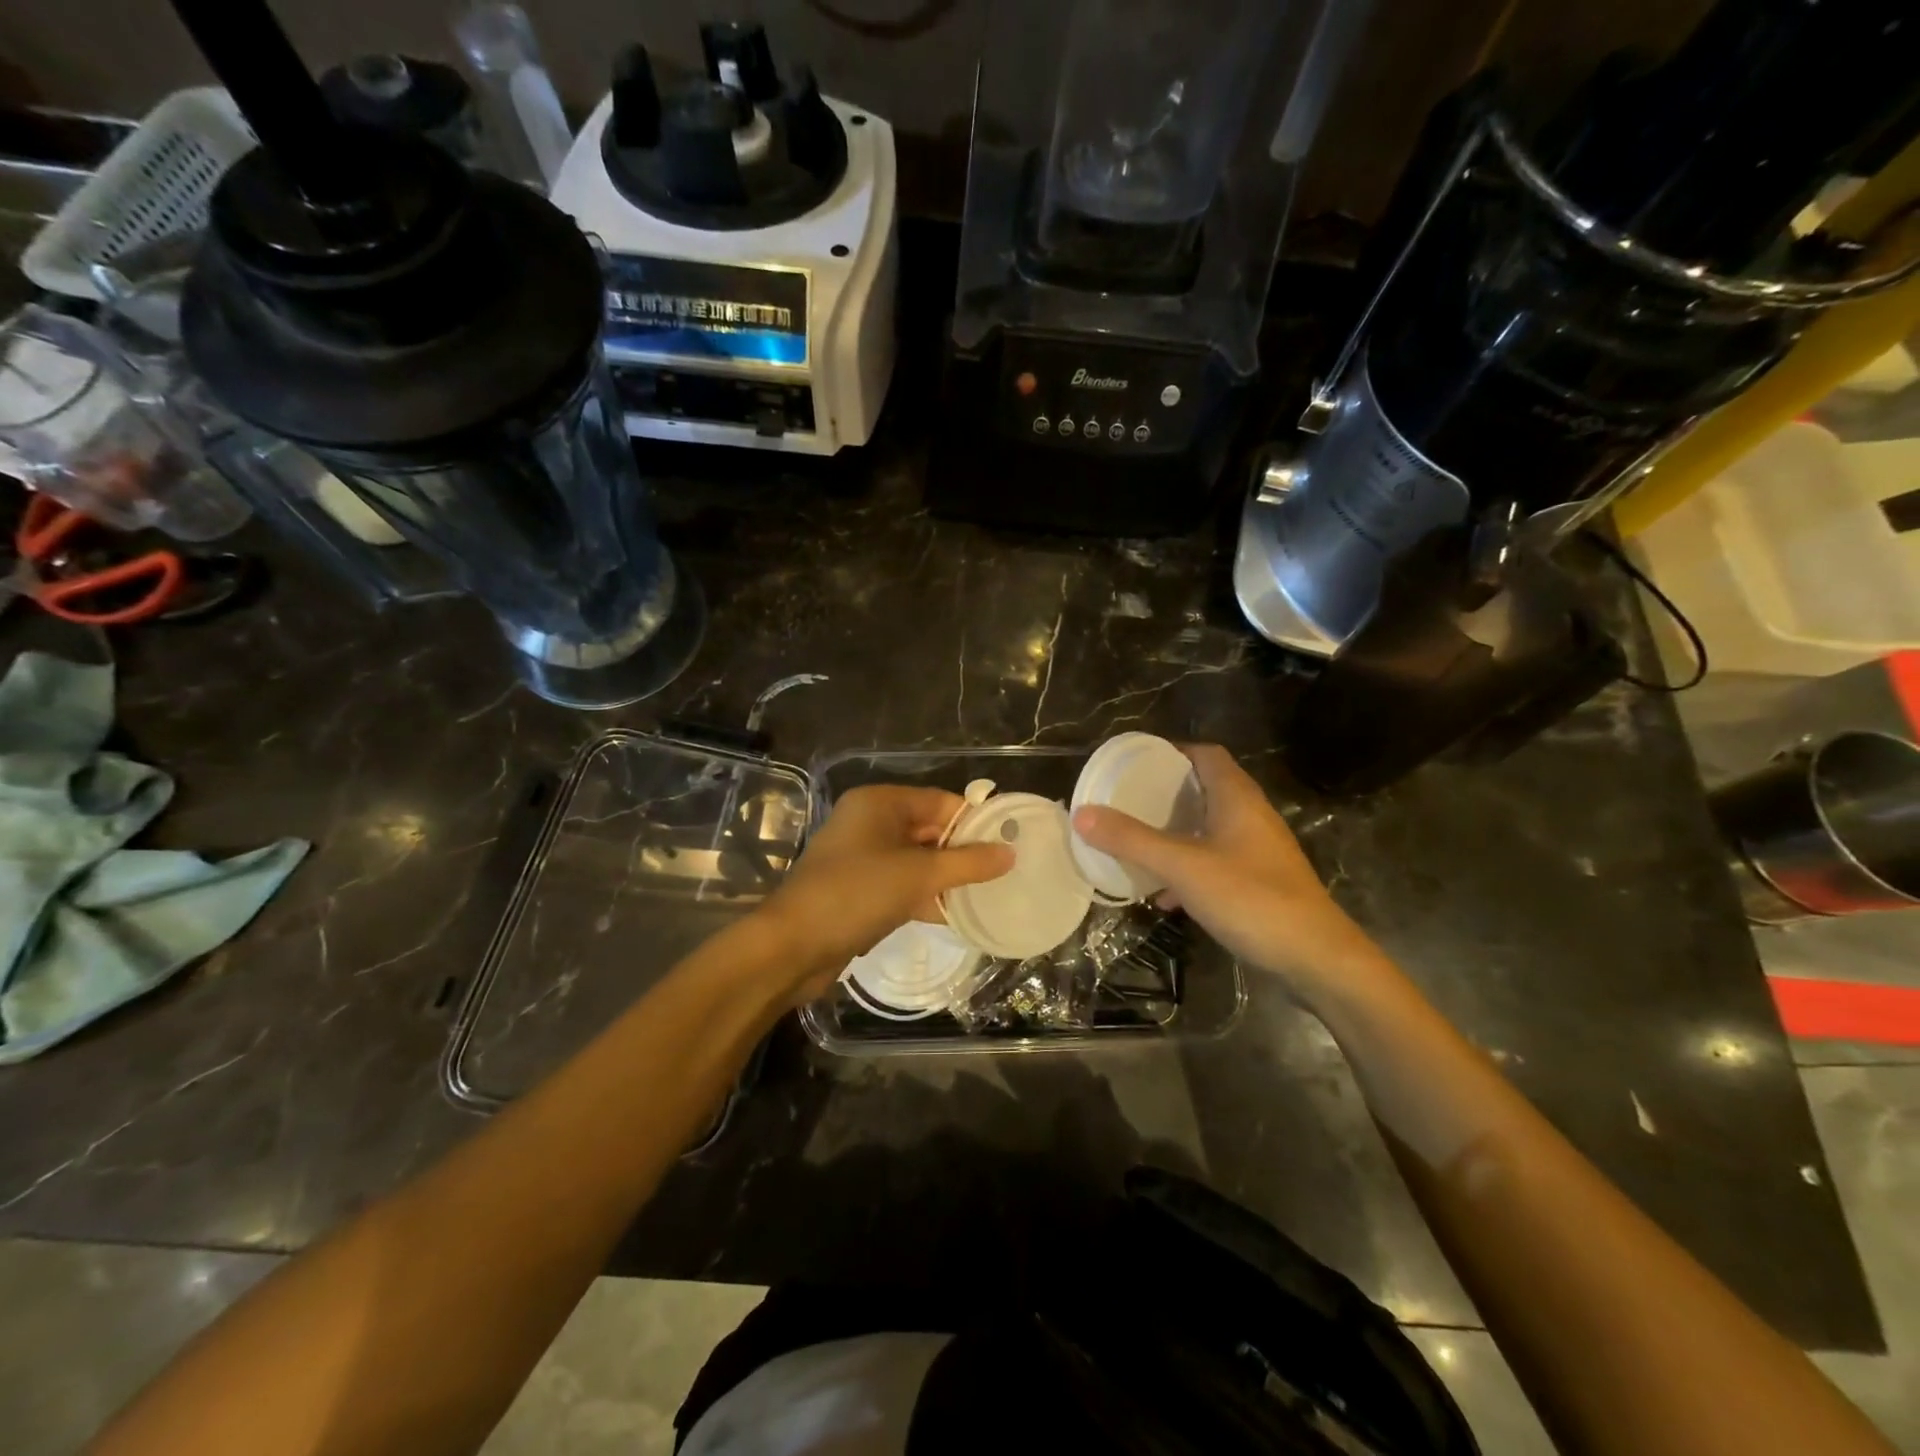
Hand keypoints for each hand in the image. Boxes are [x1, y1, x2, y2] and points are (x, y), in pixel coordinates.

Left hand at [760, 785, 1012, 998]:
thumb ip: (968, 862)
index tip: (1008, 844)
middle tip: (1003, 873)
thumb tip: (1010, 852)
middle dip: (962, 852)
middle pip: (928, 830)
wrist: (793, 945)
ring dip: (945, 877)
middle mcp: (869, 822)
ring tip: (986, 895)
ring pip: (916, 860)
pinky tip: (952, 915)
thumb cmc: (857, 893)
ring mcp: (861, 857)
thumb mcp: (919, 875)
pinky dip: (923, 896)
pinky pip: (900, 884)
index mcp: (879, 803)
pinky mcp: (857, 889)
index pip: (940, 802)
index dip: (974, 821)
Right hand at [1071, 744, 1386, 990]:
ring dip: (1176, 832)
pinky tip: (1166, 894)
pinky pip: (1216, 861)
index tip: (1136, 762)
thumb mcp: (1183, 867)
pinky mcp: (1261, 882)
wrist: (1316, 958)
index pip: (1206, 754)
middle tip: (1128, 800)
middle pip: (1206, 789)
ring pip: (1210, 828)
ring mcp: (1259, 851)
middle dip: (1167, 793)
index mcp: (1237, 798)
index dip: (1173, 752)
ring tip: (1138, 841)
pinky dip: (1189, 867)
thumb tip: (1083, 813)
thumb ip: (1132, 840)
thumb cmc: (1251, 898)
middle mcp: (1251, 816)